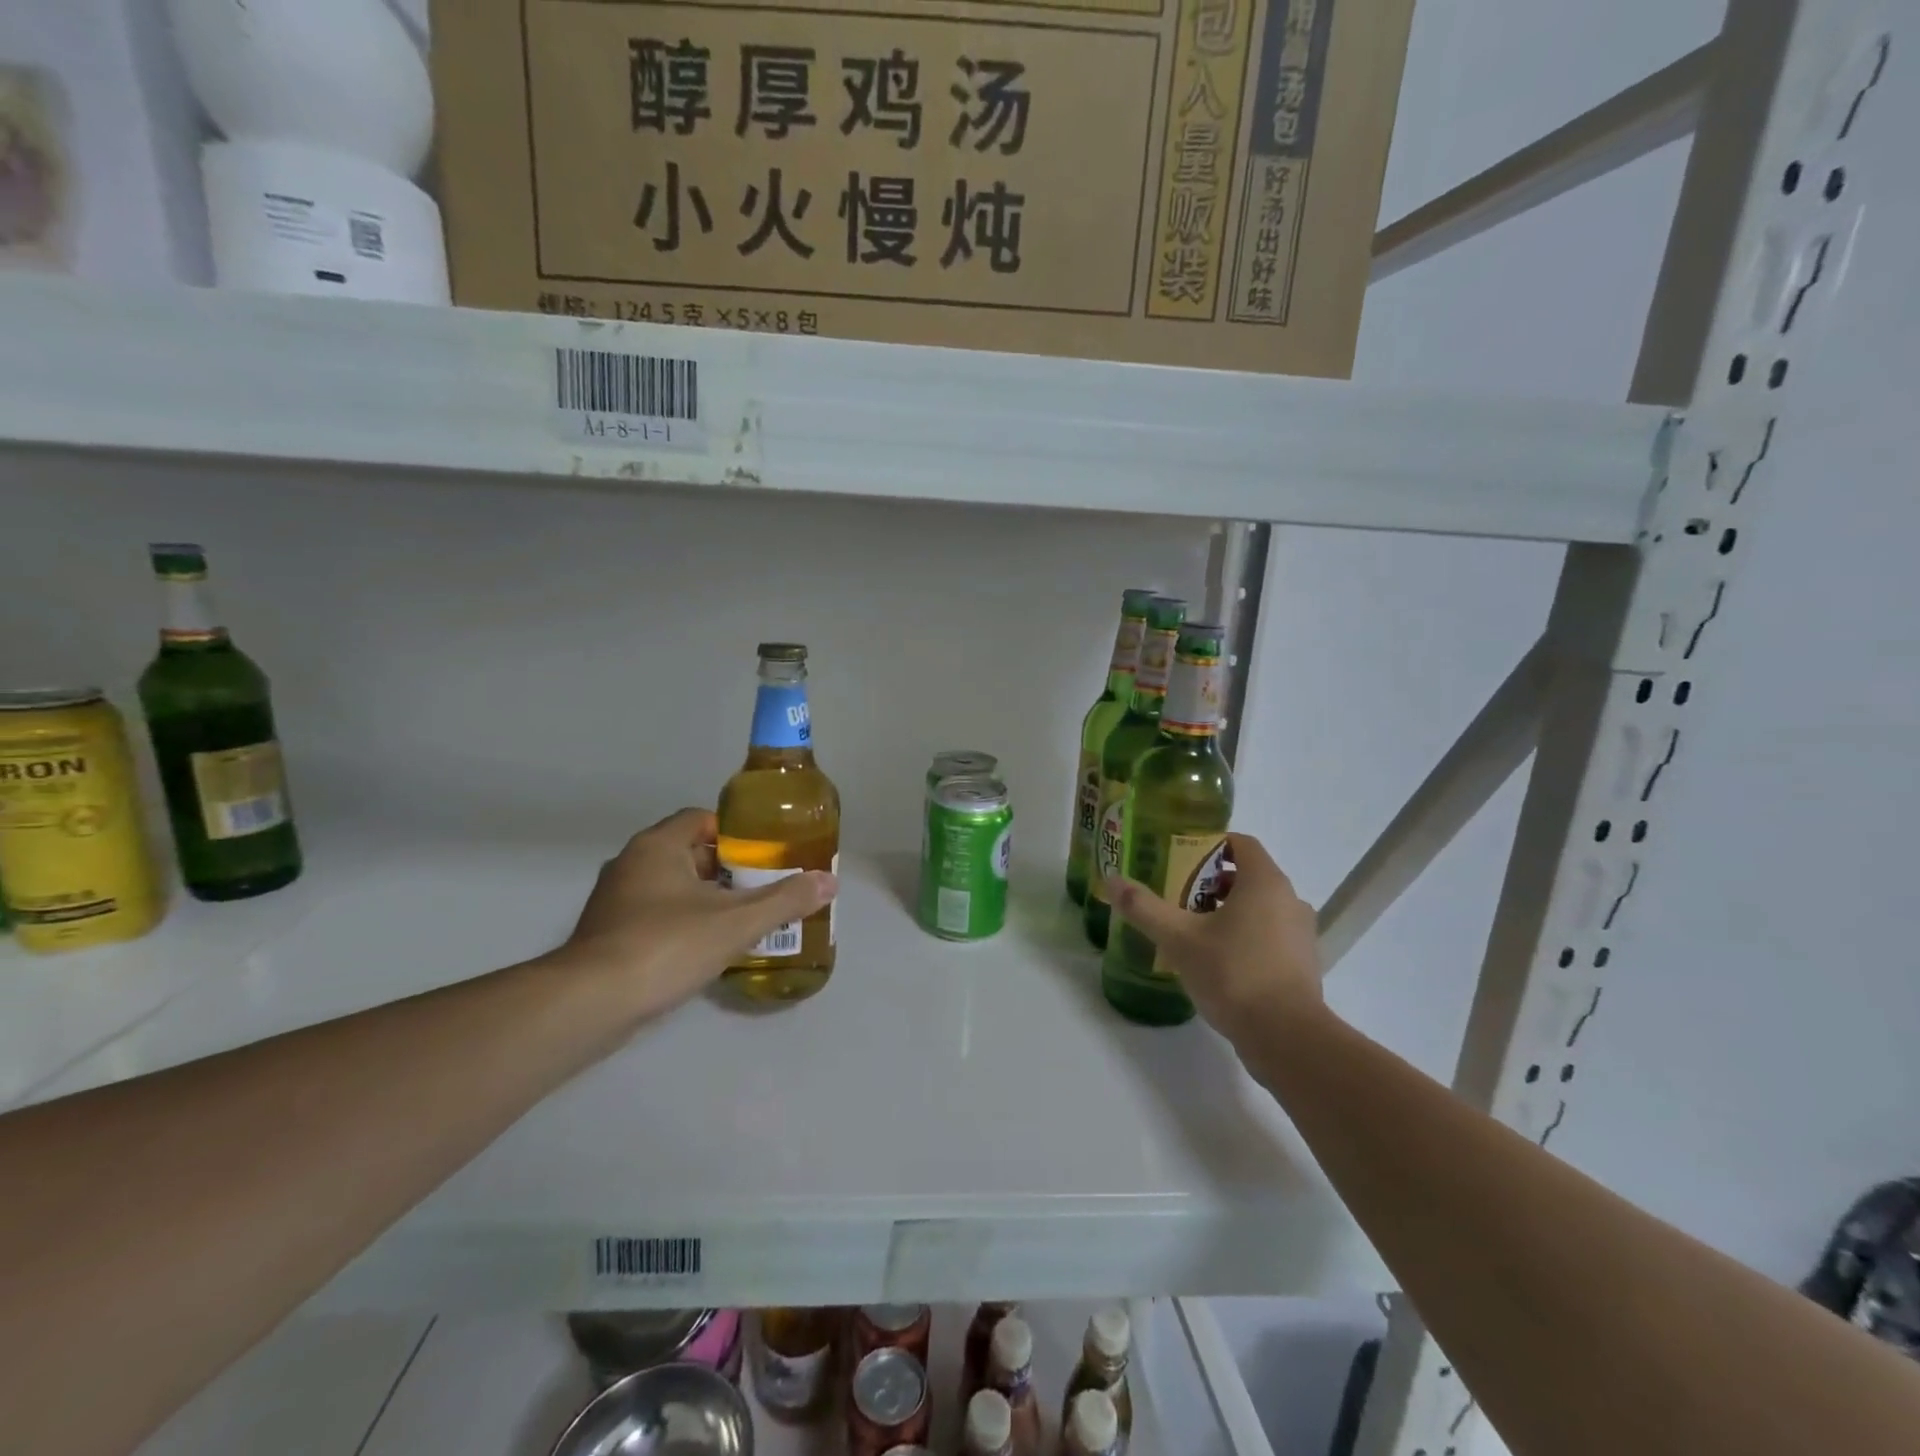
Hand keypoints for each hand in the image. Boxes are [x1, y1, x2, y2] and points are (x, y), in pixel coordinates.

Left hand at [558, 808, 836, 1023]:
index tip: (764, 853)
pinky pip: (653, 916)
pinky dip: (681, 923)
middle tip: (762, 886)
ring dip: (704, 898)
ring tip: (741, 918)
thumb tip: (830, 881)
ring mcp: (614, 901)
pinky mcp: (606, 936)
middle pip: (688, 852)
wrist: (591, 1003)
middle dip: (726, 868)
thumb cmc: (666, 945)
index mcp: (658, 846)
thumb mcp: (736, 922)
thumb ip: (785, 900)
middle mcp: (631, 864)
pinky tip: (705, 949)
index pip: (701, 819)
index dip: (736, 832)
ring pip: (670, 887)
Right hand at [1106, 833, 1322, 1036]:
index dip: (1210, 844)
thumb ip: (1144, 907)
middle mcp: (1290, 900)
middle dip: (1212, 881)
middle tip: (1177, 893)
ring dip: (1229, 910)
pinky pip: (1270, 935)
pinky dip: (1245, 936)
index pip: (1241, 843)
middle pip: (1248, 876)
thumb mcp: (1179, 939)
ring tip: (1193, 927)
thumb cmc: (1233, 974)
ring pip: (1260, 907)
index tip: (1180, 857)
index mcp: (1265, 882)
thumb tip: (1112, 880)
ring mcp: (1301, 934)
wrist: (1286, 1037)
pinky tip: (1217, 959)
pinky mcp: (1303, 964)